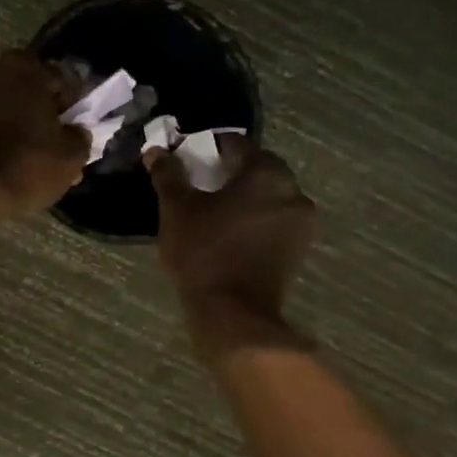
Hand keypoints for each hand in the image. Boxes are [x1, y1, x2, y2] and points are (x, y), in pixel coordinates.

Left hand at [0, 53, 89, 218]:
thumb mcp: (70, 156)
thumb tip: (76, 129)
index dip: (72, 102)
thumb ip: (80, 135)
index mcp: (27, 68)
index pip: (61, 78)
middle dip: (40, 103)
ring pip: (4, 96)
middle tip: (52, 131)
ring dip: (16, 112)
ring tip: (29, 143)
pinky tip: (7, 147)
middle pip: (28, 83)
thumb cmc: (27, 165)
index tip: (75, 123)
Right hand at [148, 137, 314, 342]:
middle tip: (198, 181)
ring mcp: (301, 222)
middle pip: (257, 168)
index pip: (236, 144)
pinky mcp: (298, 248)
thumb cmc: (204, 251)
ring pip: (268, 194)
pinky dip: (254, 216)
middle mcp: (293, 191)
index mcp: (266, 173)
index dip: (208, 147)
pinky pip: (274, 218)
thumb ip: (168, 174)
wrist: (234, 313)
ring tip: (213, 207)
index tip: (186, 157)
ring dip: (244, 194)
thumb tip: (155, 151)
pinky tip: (229, 228)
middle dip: (228, 170)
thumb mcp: (176, 208)